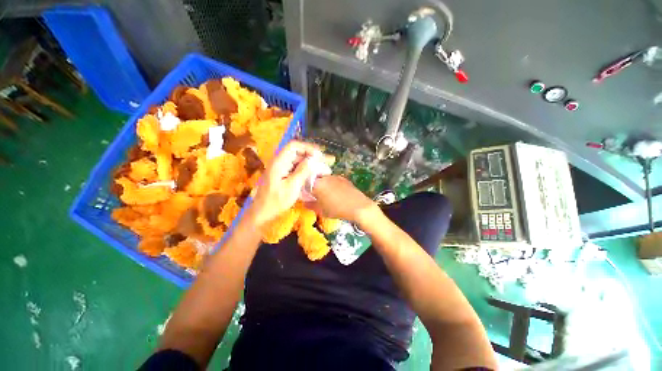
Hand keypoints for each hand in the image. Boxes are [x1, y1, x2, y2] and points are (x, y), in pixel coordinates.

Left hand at [249, 141, 318, 225]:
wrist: (262, 212)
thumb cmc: (276, 201)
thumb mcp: (292, 186)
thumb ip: (302, 171)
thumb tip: (313, 160)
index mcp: (279, 162)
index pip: (294, 146)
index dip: (308, 148)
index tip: (319, 155)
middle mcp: (279, 161)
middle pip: (297, 152)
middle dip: (311, 155)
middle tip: (325, 162)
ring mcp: (280, 168)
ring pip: (297, 160)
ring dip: (310, 163)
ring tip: (322, 168)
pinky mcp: (282, 174)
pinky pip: (296, 167)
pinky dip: (305, 169)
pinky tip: (314, 174)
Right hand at [306, 175, 377, 223]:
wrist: (358, 207)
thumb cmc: (336, 209)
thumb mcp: (321, 210)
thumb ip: (310, 205)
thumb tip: (304, 202)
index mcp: (317, 184)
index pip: (305, 183)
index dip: (305, 189)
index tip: (307, 195)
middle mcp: (325, 177)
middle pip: (315, 179)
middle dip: (314, 186)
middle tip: (316, 196)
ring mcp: (335, 177)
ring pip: (325, 179)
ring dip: (324, 185)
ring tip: (327, 195)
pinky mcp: (344, 178)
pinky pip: (334, 180)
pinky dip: (333, 185)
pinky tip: (337, 193)